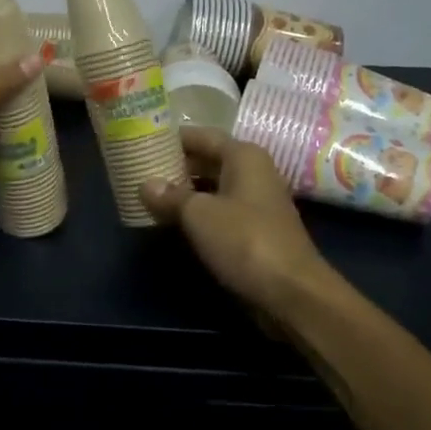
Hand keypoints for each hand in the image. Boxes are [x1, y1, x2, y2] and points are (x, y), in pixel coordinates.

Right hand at [142, 126, 343, 319]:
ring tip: (149, 195)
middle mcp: (252, 172)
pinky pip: (219, 211)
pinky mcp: (255, 230)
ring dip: (184, 191)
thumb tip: (145, 184)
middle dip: (175, 165)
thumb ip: (170, 196)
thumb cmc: (244, 240)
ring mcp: (256, 202)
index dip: (171, 138)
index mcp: (243, 156)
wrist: (291, 293)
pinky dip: (197, 213)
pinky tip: (172, 221)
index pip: (201, 136)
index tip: (141, 142)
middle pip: (207, 160)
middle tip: (139, 169)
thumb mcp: (198, 214)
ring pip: (212, 187)